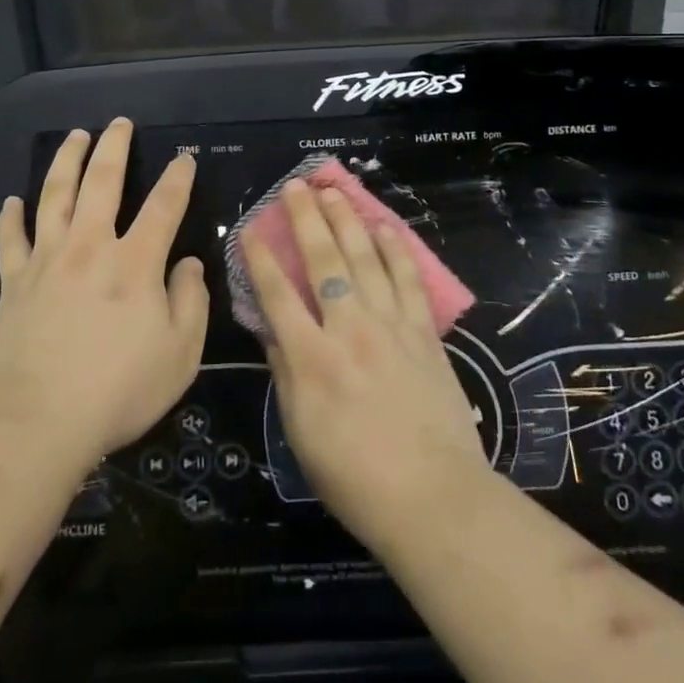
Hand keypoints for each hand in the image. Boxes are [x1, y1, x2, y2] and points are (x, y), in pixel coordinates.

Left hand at [0, 119, 208, 468]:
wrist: (36, 421)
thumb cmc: (117, 390)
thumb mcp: (179, 354)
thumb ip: (190, 302)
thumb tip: (189, 264)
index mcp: (135, 263)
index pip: (163, 206)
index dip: (177, 178)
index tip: (184, 158)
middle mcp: (90, 247)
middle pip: (102, 182)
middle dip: (114, 147)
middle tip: (119, 123)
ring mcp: (46, 261)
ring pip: (54, 195)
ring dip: (66, 161)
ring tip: (74, 136)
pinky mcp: (13, 282)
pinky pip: (10, 239)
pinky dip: (10, 217)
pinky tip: (12, 200)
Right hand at [246, 180, 490, 555]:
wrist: (432, 497)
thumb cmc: (354, 477)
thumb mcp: (301, 431)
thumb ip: (285, 373)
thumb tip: (273, 329)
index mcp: (312, 359)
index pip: (277, 294)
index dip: (261, 257)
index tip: (251, 227)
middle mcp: (349, 330)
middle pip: (323, 262)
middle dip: (306, 219)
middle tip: (296, 186)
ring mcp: (391, 326)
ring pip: (365, 259)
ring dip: (348, 221)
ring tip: (334, 192)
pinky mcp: (423, 333)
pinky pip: (407, 280)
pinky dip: (395, 250)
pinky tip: (385, 228)